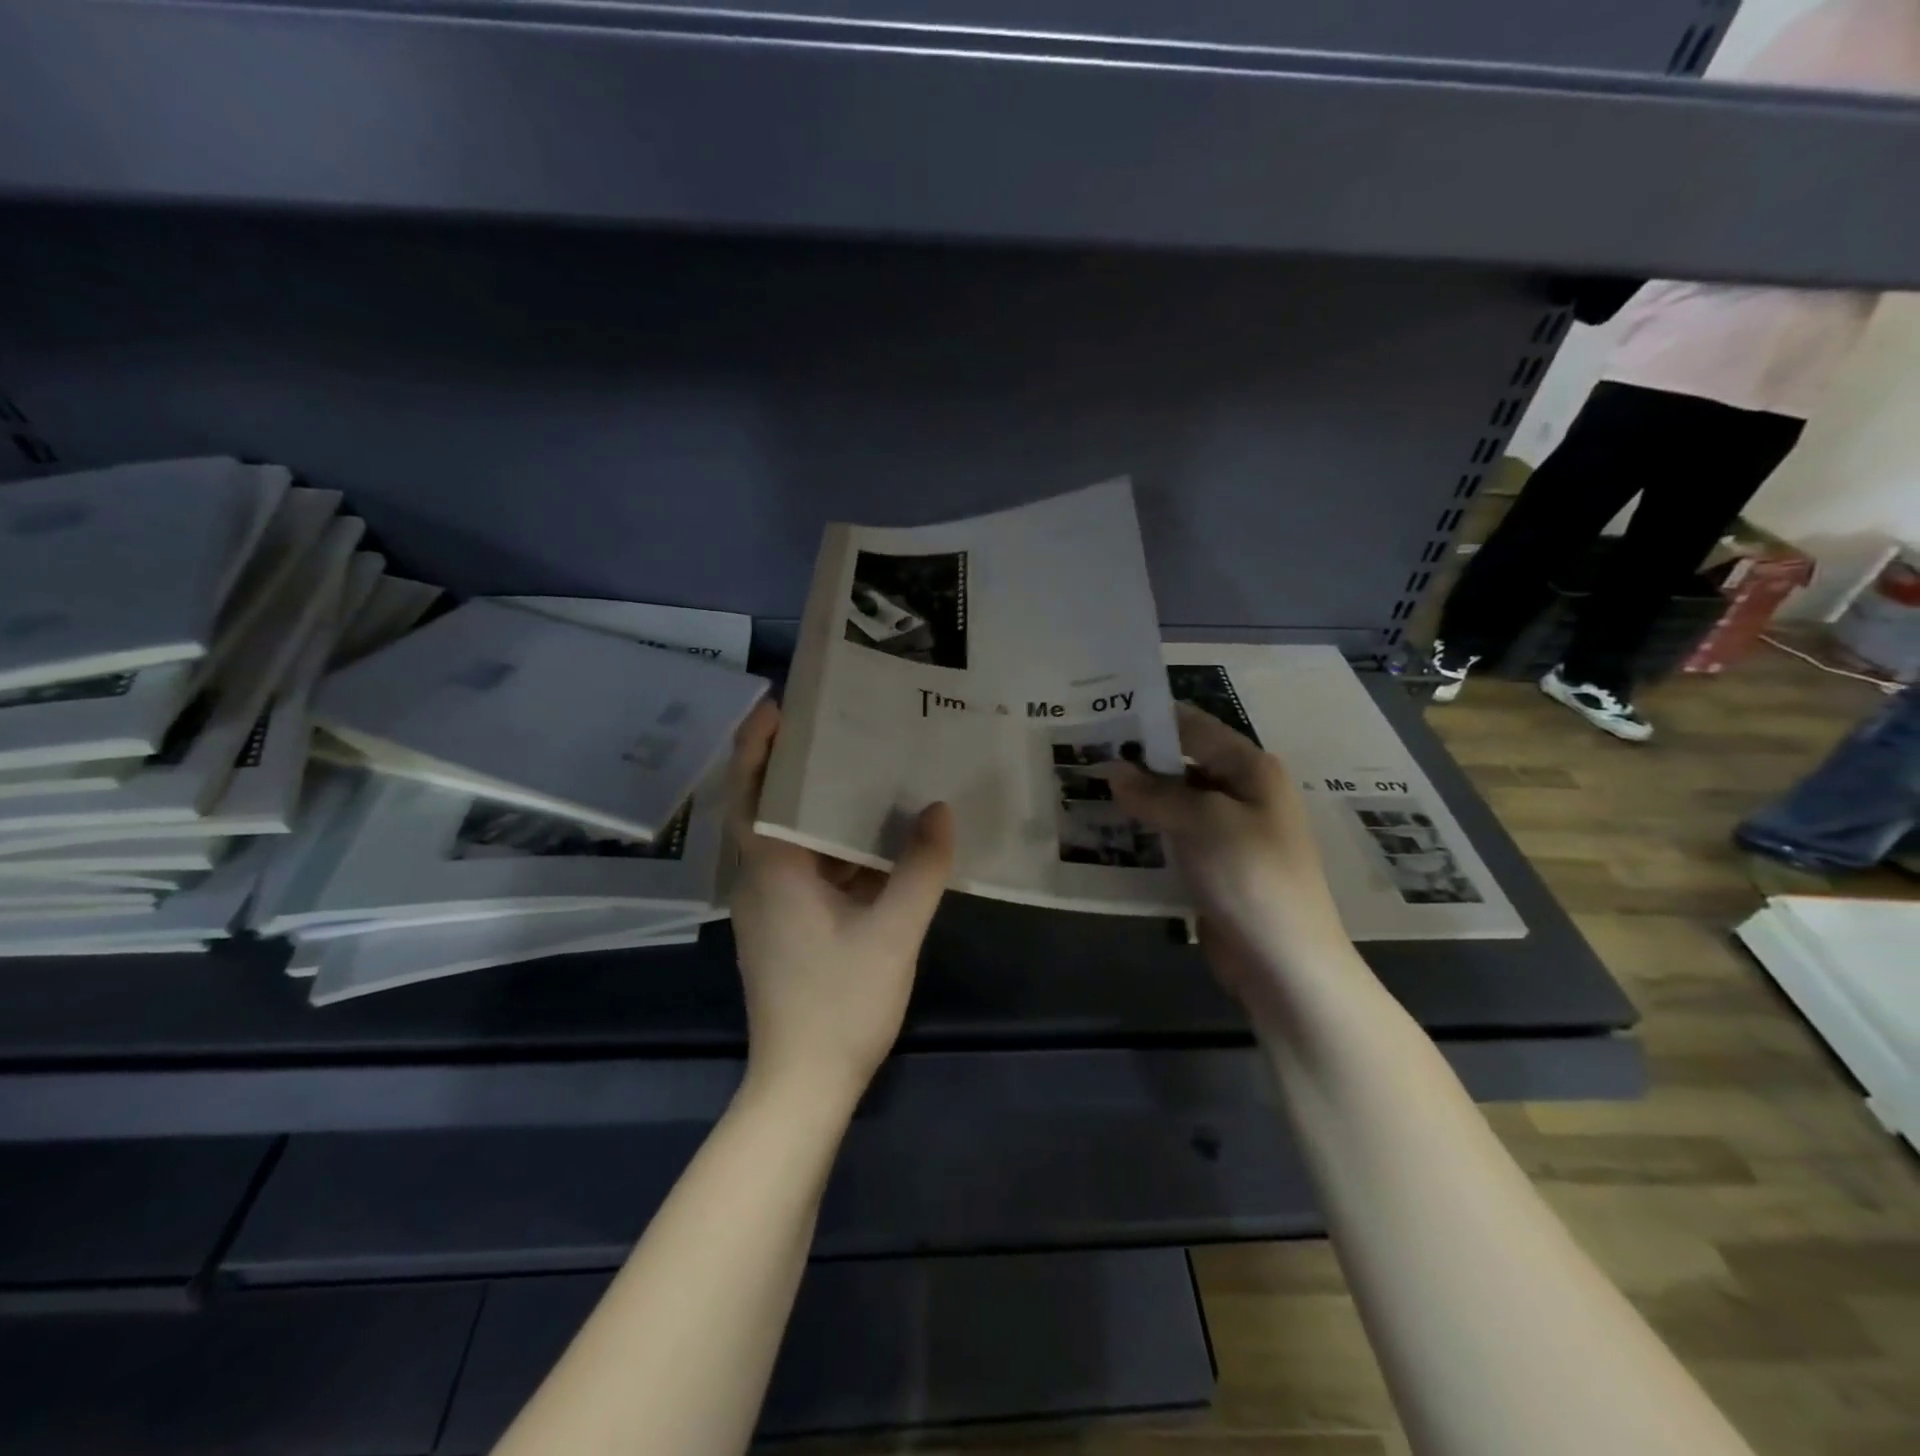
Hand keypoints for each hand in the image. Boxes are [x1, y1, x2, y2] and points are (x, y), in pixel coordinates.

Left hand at [725, 700, 955, 1106]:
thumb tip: (940, 810)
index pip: (752, 792)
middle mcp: (761, 881)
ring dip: (819, 810)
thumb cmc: (840, 1003)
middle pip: (769, 809)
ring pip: (791, 843)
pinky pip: (806, 872)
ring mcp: (770, 908)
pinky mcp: (785, 929)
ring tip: (862, 772)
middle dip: (795, 766)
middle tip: (836, 727)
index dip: (758, 745)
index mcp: (772, 871)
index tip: (781, 705)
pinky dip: (833, 850)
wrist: (803, 1085)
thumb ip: (920, 868)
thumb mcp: (892, 931)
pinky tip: (875, 844)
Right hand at [1114, 704, 1354, 1021]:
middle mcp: (1241, 793)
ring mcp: (1228, 833)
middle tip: (1083, 757)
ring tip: (1085, 792)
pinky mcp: (1213, 868)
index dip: (1150, 720)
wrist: (1284, 961)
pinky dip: (1145, 835)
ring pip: (1173, 804)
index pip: (1193, 727)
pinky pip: (1173, 840)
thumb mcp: (1202, 822)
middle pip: (1181, 765)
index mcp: (1250, 769)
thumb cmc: (1251, 876)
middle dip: (1136, 763)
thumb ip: (1155, 793)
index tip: (1101, 716)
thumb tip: (1115, 771)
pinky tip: (1108, 835)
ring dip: (1136, 801)